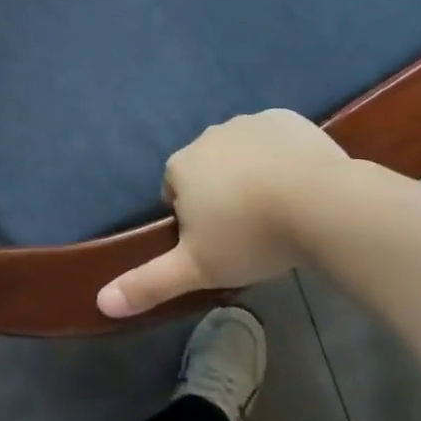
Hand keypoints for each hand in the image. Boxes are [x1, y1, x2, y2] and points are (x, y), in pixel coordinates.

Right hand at [97, 109, 346, 317]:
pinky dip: (282, 157)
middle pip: (208, 171)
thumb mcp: (197, 269)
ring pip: (242, 154)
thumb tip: (101, 301)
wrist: (320, 203)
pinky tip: (302, 185)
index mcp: (180, 166)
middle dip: (222, 195)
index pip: (175, 193)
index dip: (195, 221)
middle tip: (250, 230)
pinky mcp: (285, 119)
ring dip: (252, 175)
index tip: (220, 243)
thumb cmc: (250, 236)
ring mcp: (247, 122)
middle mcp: (207, 136)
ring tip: (281, 210)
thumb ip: (148, 284)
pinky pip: (275, 139)